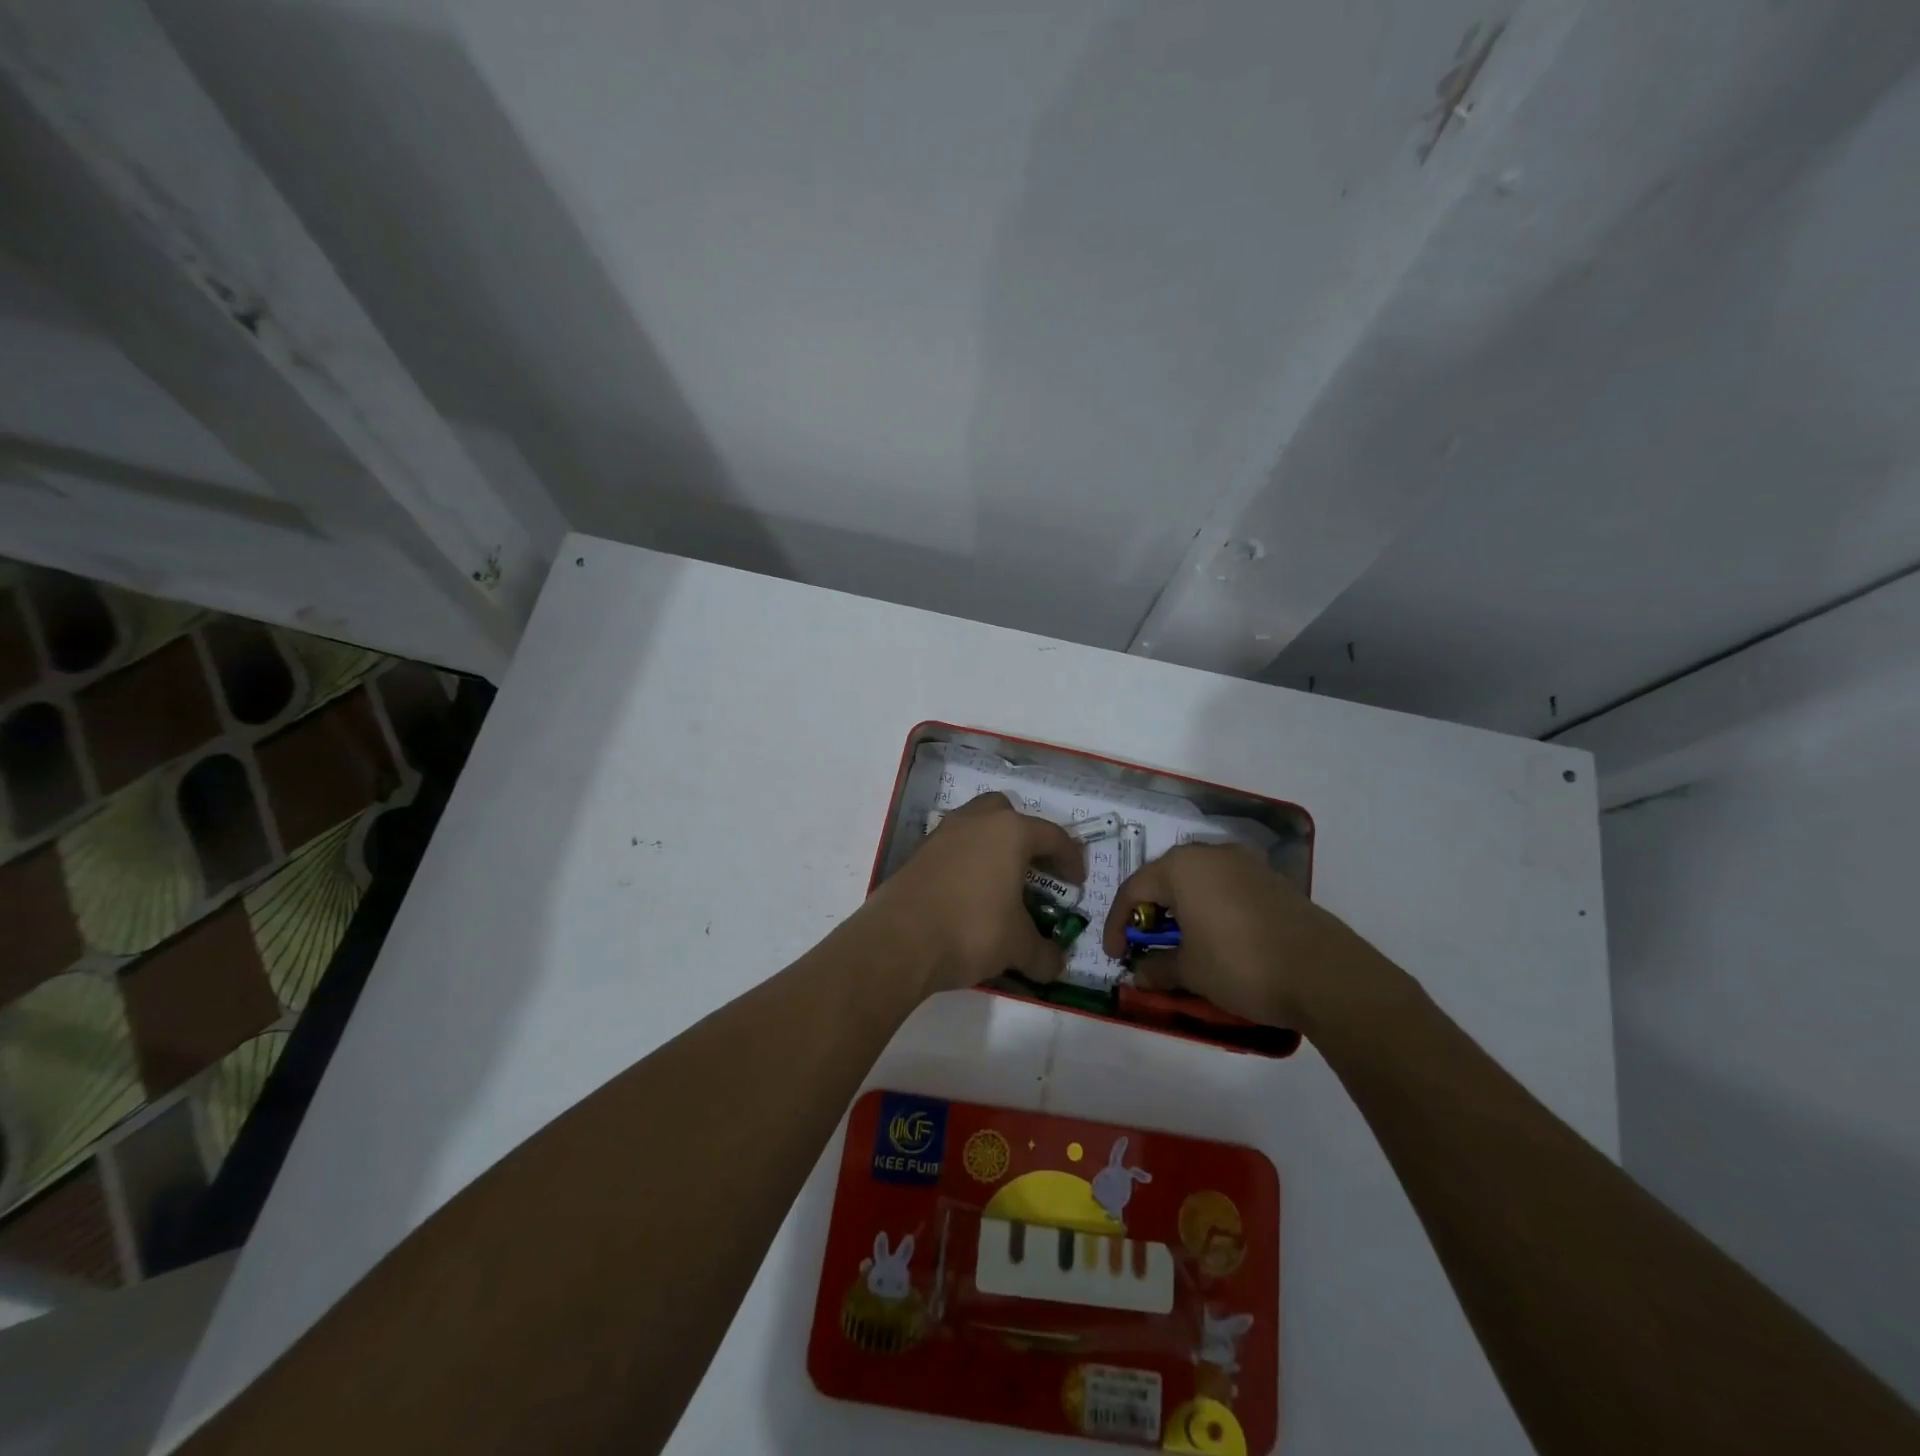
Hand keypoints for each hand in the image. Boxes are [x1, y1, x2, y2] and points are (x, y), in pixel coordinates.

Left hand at [863, 793, 1084, 996]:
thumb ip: (1043, 954)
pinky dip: (966, 862)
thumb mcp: (1017, 947)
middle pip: (1008, 814)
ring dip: (992, 847)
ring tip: (1001, 883)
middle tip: (1034, 869)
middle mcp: (975, 822)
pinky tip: (969, 894)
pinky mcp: (918, 854)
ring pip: (976, 827)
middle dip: (1025, 837)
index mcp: (1009, 832)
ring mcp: (942, 834)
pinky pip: (952, 848)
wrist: (898, 941)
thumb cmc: (971, 930)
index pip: (1052, 836)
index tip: (1077, 883)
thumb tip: (1056, 965)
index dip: (1071, 859)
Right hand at [1101, 843, 1382, 1030]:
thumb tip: (1137, 973)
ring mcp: (1245, 864)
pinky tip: (1215, 939)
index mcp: (1181, 866)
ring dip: (1181, 911)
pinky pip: (1225, 889)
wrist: (1324, 974)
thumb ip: (1156, 967)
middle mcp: (1211, 854)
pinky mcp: (1272, 881)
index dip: (1117, 924)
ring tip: (1179, 944)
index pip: (1133, 890)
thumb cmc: (1240, 964)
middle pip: (1165, 880)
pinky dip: (1210, 910)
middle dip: (1150, 914)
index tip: (1114, 955)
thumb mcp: (1190, 970)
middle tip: (1143, 946)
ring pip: (1197, 883)